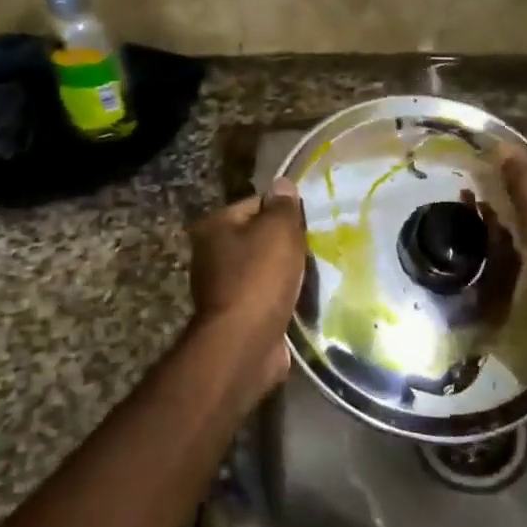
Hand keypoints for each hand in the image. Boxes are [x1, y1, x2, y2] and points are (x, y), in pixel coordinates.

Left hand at [187, 179, 306, 395]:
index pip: (256, 204)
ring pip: (265, 269)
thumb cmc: (259, 277)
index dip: (284, 211)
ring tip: (314, 274)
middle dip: (286, 244)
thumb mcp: (278, 230)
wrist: (245, 343)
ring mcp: (222, 287)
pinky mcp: (237, 315)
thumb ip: (283, 205)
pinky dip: (282, 297)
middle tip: (315, 248)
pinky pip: (266, 296)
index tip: (308, 223)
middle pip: (259, 237)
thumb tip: (283, 184)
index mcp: (215, 226)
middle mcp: (211, 254)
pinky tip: (302, 299)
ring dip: (286, 273)